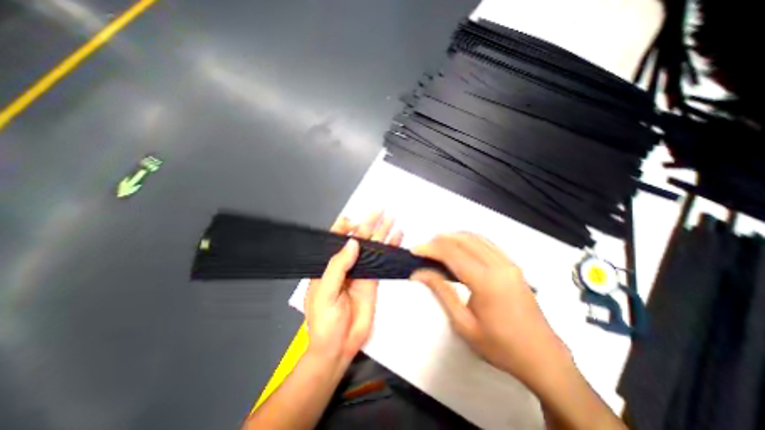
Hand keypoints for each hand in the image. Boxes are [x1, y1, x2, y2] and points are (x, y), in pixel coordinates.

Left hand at [305, 210, 401, 367]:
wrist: (339, 347)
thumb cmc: (324, 321)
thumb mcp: (325, 293)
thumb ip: (337, 266)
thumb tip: (353, 242)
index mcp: (328, 265)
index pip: (335, 239)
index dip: (344, 227)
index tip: (353, 219)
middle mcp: (345, 264)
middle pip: (358, 239)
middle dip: (368, 223)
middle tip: (380, 210)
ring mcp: (361, 270)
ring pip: (372, 247)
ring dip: (381, 232)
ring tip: (391, 218)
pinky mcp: (373, 279)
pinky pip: (382, 260)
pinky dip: (389, 249)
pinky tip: (396, 238)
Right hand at [412, 233, 567, 390]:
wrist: (543, 358)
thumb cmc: (500, 346)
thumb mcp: (464, 324)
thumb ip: (441, 292)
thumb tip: (419, 273)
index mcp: (486, 281)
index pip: (452, 253)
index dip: (430, 248)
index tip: (414, 250)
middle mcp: (499, 265)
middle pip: (463, 239)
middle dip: (439, 240)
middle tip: (424, 249)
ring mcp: (509, 263)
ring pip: (475, 237)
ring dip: (453, 237)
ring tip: (436, 246)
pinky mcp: (513, 265)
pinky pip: (486, 243)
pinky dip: (467, 240)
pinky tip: (458, 248)